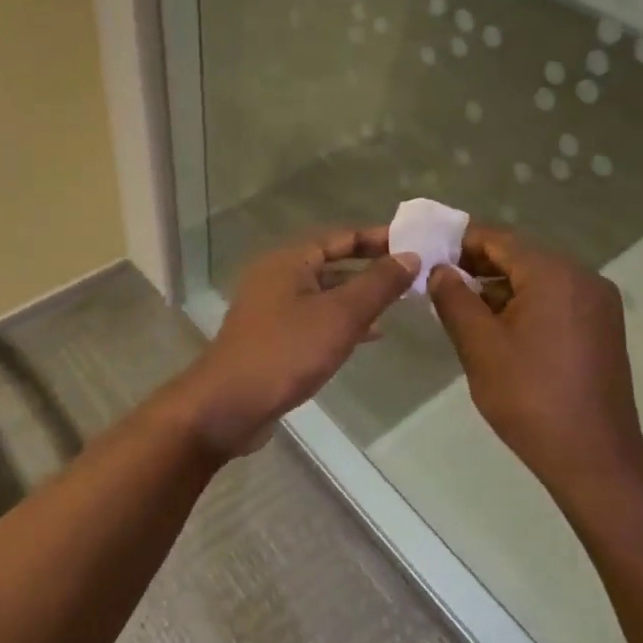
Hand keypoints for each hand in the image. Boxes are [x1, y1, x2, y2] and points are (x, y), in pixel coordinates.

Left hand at [170, 229, 419, 457]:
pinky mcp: (271, 336)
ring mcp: (271, 307)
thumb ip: (378, 284)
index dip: (379, 238)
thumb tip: (410, 255)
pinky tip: (369, 336)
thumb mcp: (340, 315)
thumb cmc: (286, 352)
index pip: (342, 236)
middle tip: (413, 275)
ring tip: (399, 305)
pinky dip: (341, 321)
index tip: (415, 244)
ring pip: (324, 293)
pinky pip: (314, 318)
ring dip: (359, 297)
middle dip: (372, 269)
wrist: (228, 406)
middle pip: (332, 262)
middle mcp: (277, 276)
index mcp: (289, 259)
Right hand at [428, 226, 642, 503]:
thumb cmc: (530, 398)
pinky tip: (499, 329)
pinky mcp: (602, 327)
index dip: (460, 242)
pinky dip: (525, 304)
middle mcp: (583, 277)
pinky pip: (556, 299)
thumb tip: (440, 270)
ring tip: (462, 308)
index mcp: (554, 274)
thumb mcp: (480, 346)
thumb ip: (454, 298)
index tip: (427, 253)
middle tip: (438, 282)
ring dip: (500, 287)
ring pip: (538, 279)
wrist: (594, 458)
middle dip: (478, 265)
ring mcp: (598, 303)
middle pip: (521, 256)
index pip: (499, 239)